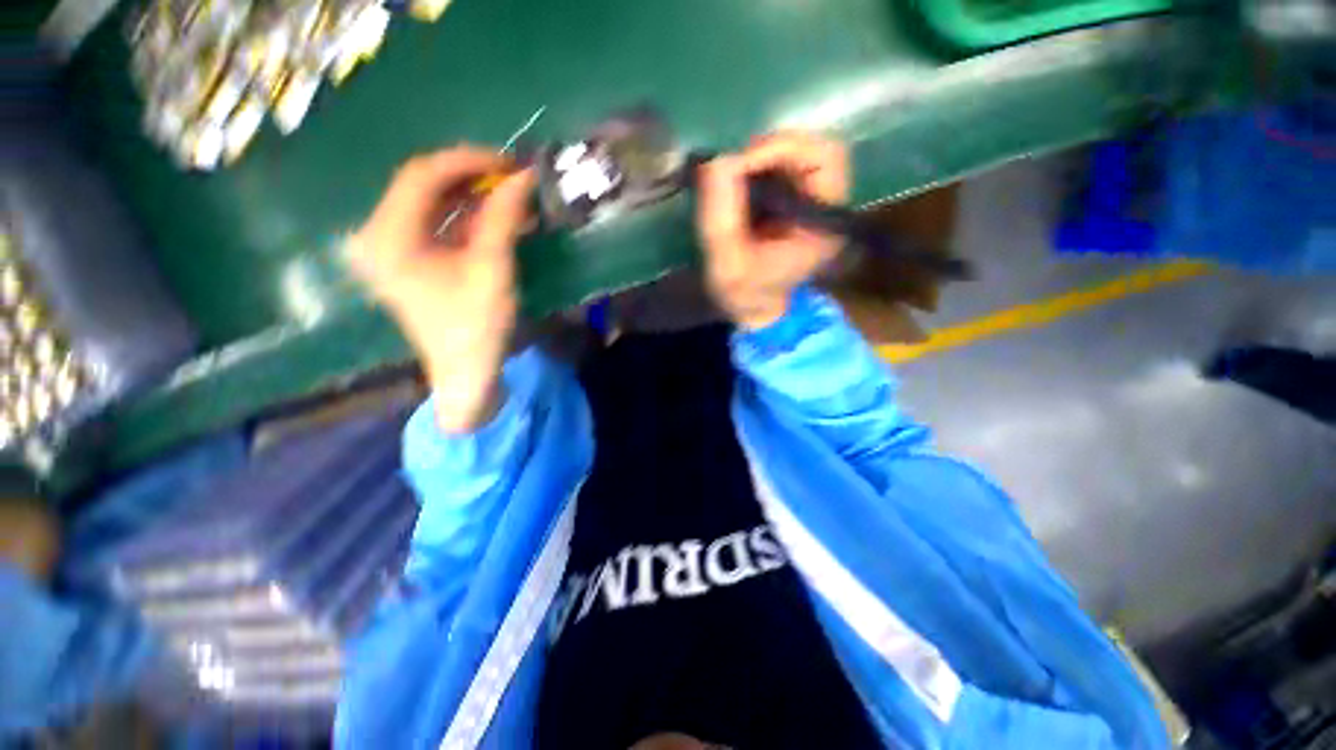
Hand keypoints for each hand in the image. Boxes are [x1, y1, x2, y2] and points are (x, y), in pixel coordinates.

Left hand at [351, 147, 534, 432]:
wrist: (465, 373)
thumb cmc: (476, 326)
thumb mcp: (492, 269)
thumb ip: (503, 218)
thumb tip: (523, 176)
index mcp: (388, 238)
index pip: (421, 176)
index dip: (467, 161)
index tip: (509, 162)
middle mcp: (379, 235)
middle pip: (424, 186)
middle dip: (472, 178)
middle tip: (513, 178)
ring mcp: (392, 248)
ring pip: (433, 204)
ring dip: (474, 198)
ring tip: (513, 198)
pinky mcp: (409, 259)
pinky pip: (438, 225)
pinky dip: (470, 219)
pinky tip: (500, 219)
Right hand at [697, 131, 849, 329]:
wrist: (751, 308)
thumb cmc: (743, 293)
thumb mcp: (726, 262)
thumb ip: (720, 216)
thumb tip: (716, 159)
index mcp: (823, 224)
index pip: (826, 159)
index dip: (784, 148)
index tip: (740, 163)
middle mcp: (826, 208)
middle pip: (815, 149)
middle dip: (770, 150)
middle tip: (732, 167)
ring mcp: (812, 203)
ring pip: (797, 154)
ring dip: (761, 158)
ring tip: (730, 178)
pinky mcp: (795, 202)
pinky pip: (782, 167)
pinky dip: (756, 167)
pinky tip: (736, 185)